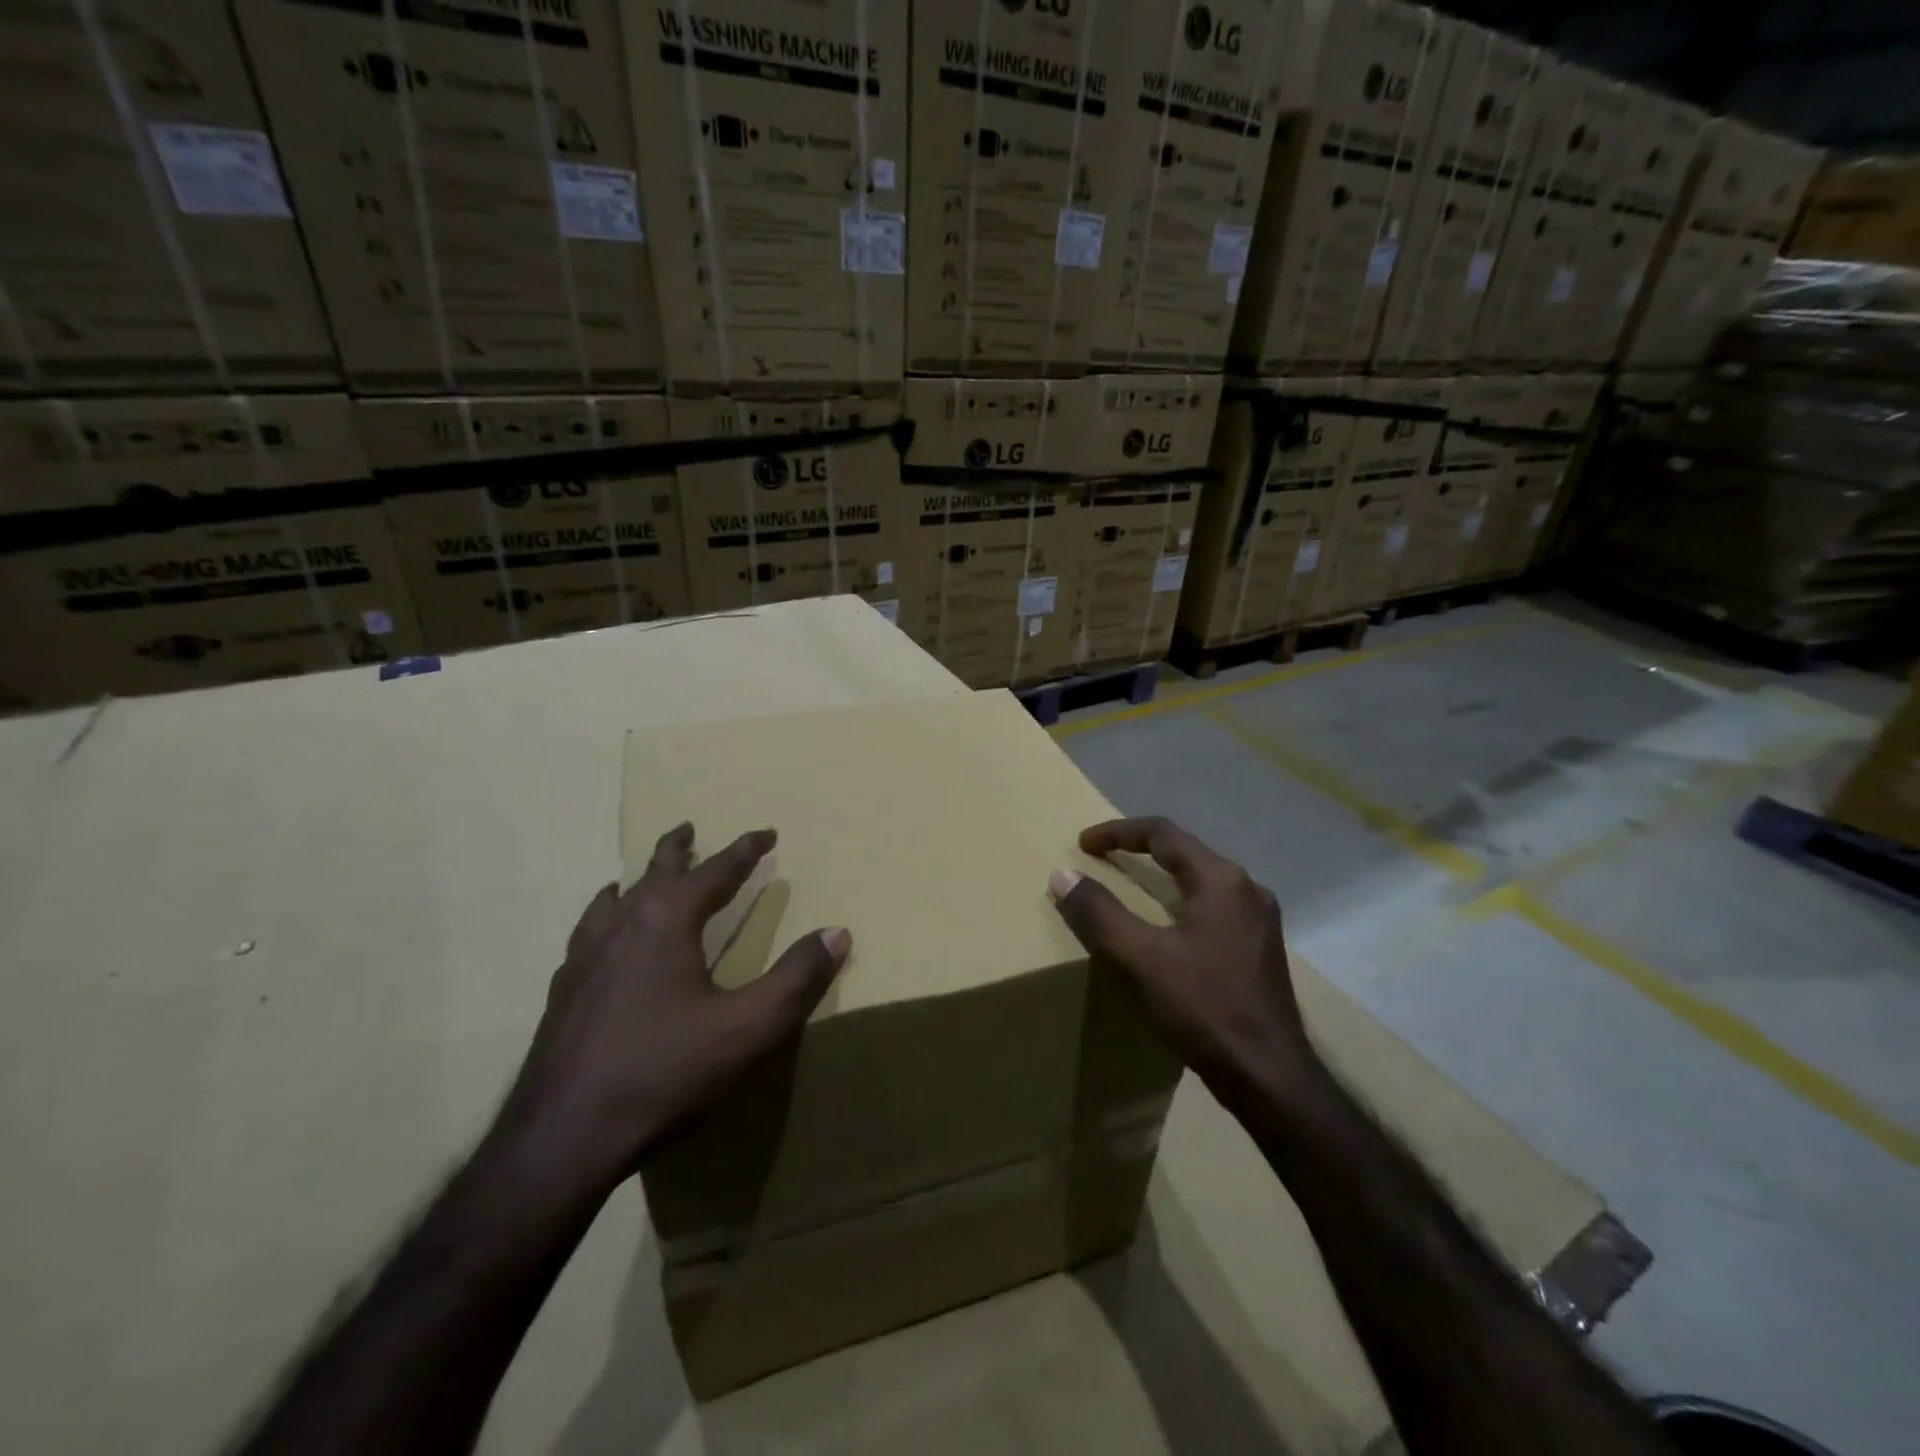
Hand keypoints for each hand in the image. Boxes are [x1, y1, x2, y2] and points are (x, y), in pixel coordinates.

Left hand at [500, 823, 849, 1190]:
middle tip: (689, 828)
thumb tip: (838, 932)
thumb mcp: (748, 1029)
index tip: (766, 832)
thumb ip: (797, 979)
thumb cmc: (664, 1073)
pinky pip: (589, 933)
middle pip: (654, 871)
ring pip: (613, 900)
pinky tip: (604, 942)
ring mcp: (584, 958)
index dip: (745, 849)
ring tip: (640, 878)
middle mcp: (621, 925)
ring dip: (637, 880)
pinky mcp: (563, 992)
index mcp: (666, 921)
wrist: (560, 1140)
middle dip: (678, 847)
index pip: (715, 870)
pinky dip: (605, 918)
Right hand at [1047, 816, 1314, 1099]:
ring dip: (1162, 876)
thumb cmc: (1205, 1009)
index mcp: (1222, 880)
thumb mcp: (1141, 959)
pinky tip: (1166, 928)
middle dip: (1141, 850)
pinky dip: (1180, 902)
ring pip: (1202, 880)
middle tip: (1103, 859)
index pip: (1164, 834)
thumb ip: (1099, 913)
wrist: (1270, 1078)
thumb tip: (1062, 875)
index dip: (1118, 832)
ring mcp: (1260, 920)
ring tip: (1129, 887)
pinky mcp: (1260, 948)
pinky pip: (1213, 906)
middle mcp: (1248, 889)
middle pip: (1186, 852)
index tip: (1084, 843)